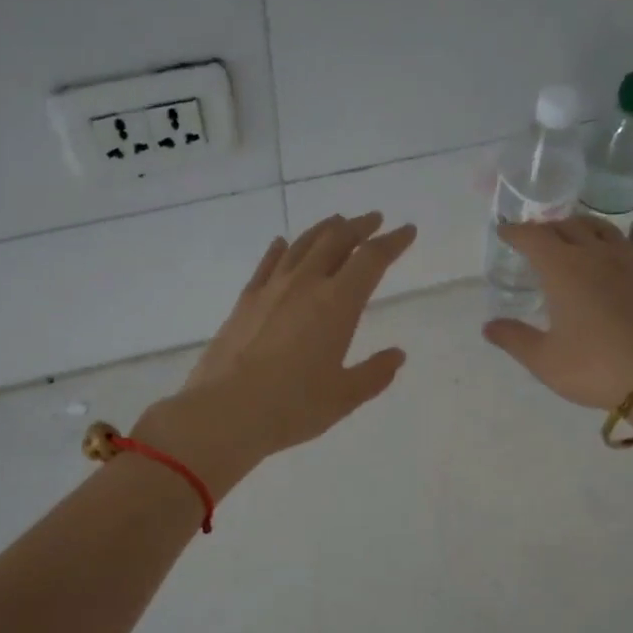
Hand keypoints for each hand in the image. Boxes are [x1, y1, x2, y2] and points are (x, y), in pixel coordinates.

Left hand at [136, 212, 416, 492]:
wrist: (225, 412)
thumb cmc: (292, 407)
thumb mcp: (344, 397)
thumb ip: (374, 373)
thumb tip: (396, 355)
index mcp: (338, 304)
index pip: (371, 259)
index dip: (393, 242)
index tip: (407, 231)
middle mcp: (305, 284)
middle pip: (336, 240)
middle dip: (360, 227)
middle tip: (374, 220)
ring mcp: (271, 289)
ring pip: (302, 245)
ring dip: (325, 229)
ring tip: (338, 223)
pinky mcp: (245, 301)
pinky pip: (268, 264)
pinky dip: (281, 249)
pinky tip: (284, 244)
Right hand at [483, 216, 632, 408]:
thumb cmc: (594, 367)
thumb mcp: (544, 360)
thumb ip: (514, 338)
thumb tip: (489, 326)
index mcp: (564, 269)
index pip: (535, 237)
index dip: (516, 232)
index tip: (505, 232)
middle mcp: (596, 255)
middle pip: (568, 226)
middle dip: (546, 227)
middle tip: (533, 237)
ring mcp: (628, 262)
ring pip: (600, 228)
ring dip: (578, 226)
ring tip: (568, 236)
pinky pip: (623, 244)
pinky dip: (605, 241)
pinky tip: (605, 259)